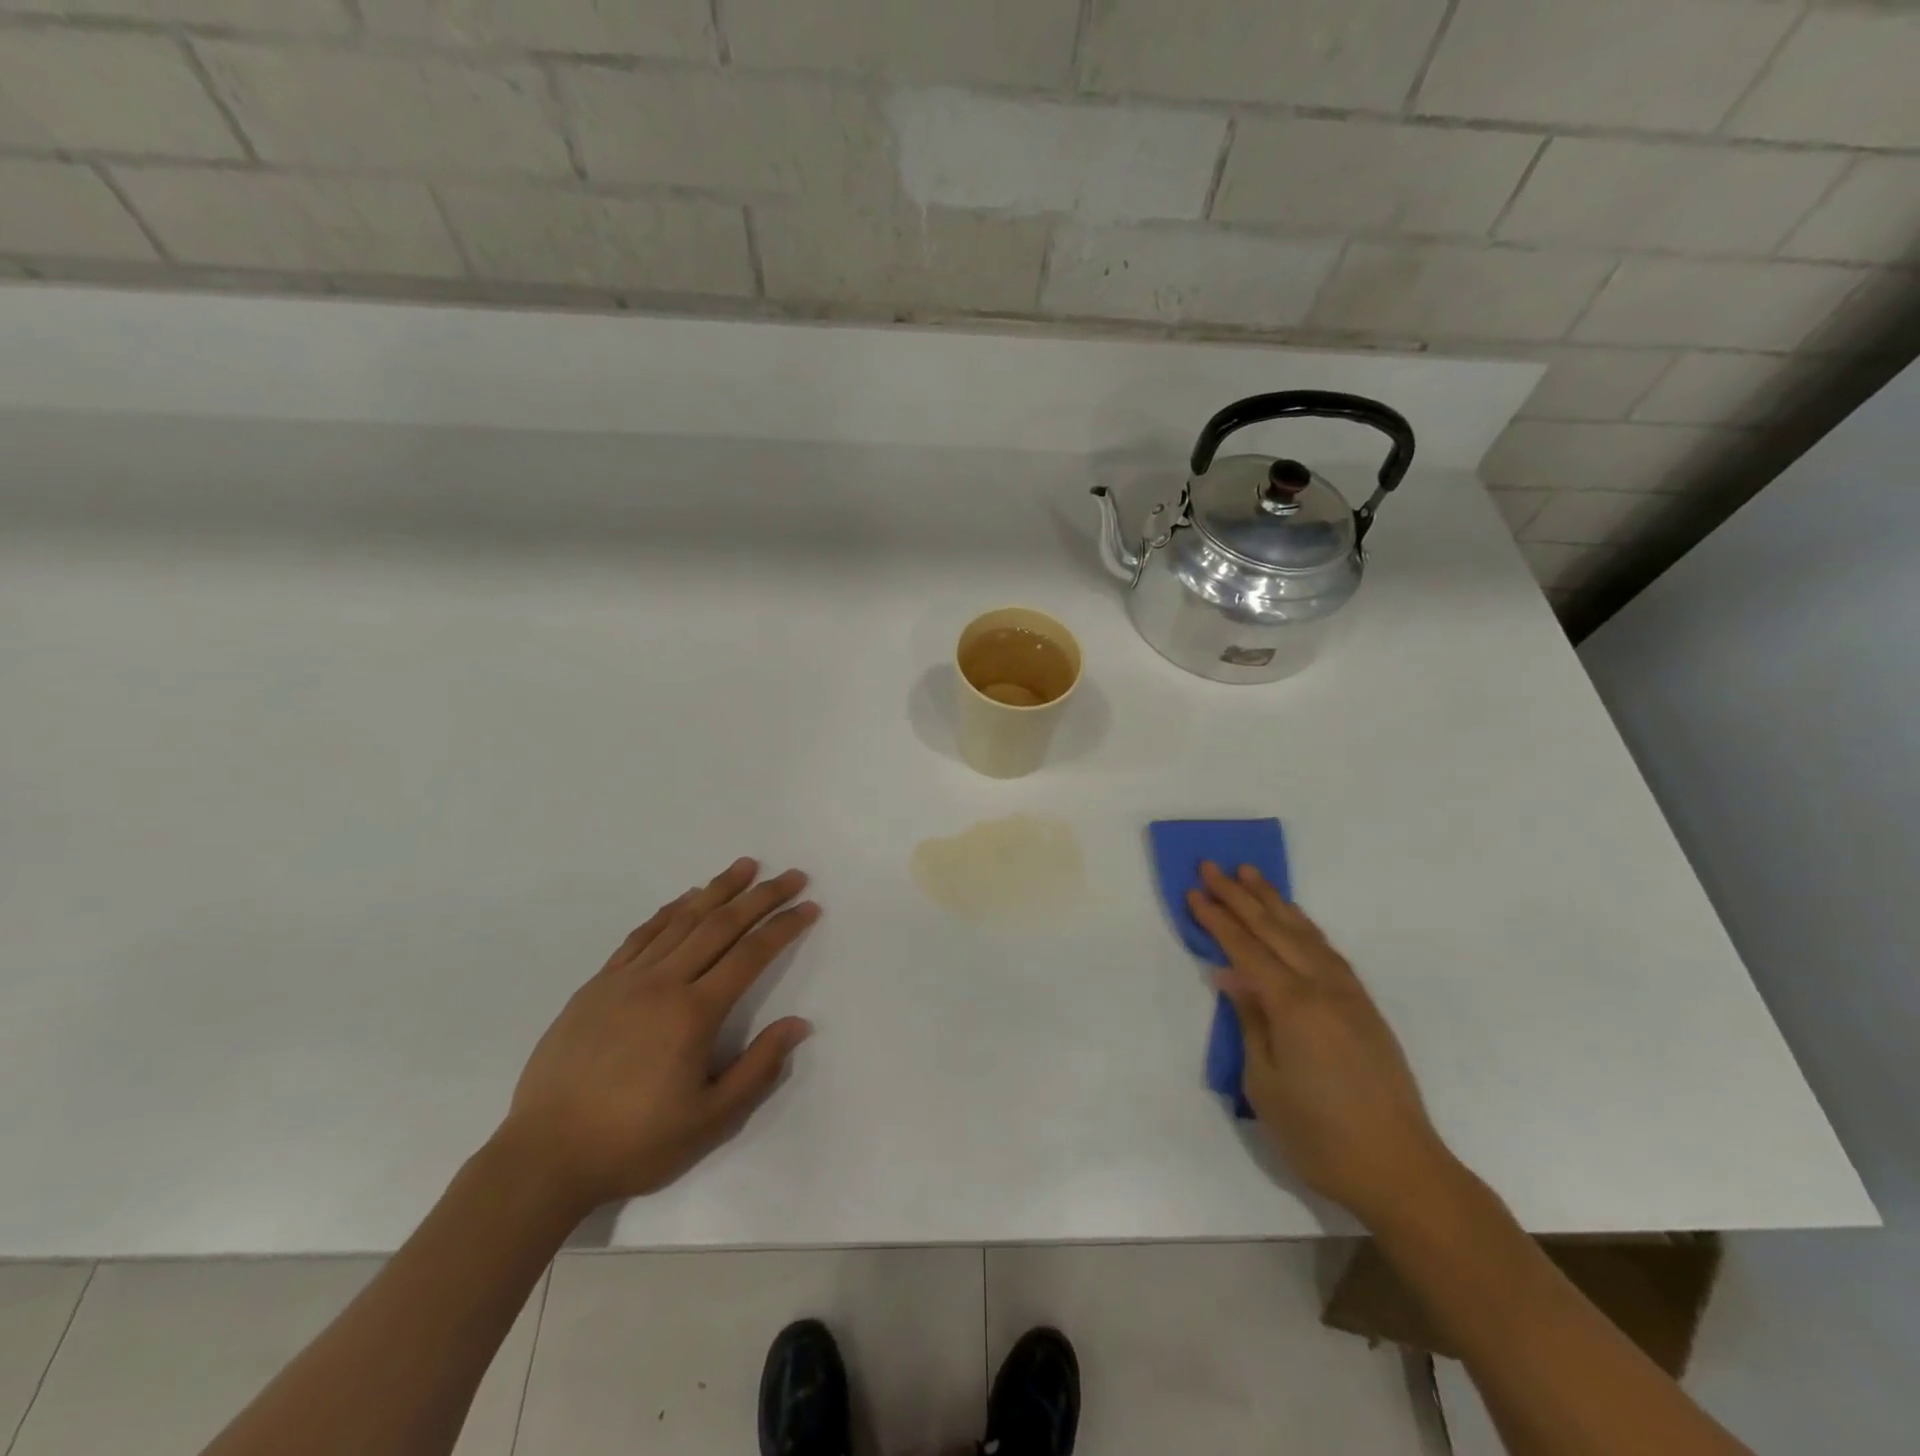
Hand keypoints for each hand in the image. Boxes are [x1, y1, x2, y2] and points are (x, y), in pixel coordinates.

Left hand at [498, 857, 817, 1216]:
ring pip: (681, 920)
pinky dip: (669, 911)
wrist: (544, 1157)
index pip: (750, 955)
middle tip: (791, 876)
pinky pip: (641, 935)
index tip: (809, 906)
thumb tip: (799, 1024)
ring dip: (717, 889)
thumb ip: (758, 1068)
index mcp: (693, 1014)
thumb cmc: (634, 1142)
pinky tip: (685, 899)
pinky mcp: (597, 985)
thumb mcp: (710, 1121)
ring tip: (745, 866)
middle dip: (761, 896)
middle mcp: (663, 983)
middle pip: (721, 925)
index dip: (784, 926)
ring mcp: (626, 979)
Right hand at [1188, 861, 1457, 1227]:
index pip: (1246, 949)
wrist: (1401, 1170)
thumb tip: (1231, 977)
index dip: (1217, 920)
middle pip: (1274, 929)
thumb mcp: (1265, 1083)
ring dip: (1273, 901)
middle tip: (1212, 867)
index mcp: (1293, 1005)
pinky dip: (1304, 926)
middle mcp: (1323, 988)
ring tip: (1250, 874)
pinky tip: (1293, 920)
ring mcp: (1349, 995)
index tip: (1193, 892)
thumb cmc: (1319, 1135)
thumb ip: (1250, 1021)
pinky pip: (1327, 951)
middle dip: (1239, 896)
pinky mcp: (1364, 1008)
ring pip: (1304, 933)